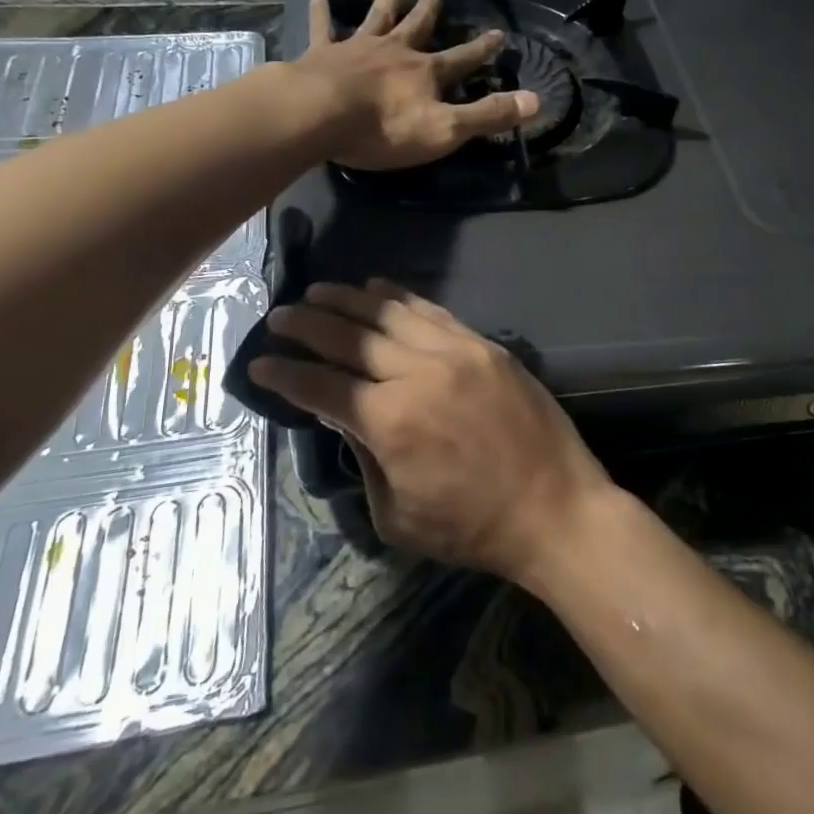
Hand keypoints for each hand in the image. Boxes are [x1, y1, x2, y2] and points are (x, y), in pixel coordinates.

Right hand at [250, 280, 616, 578]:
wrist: (554, 507)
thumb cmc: (471, 526)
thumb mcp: (396, 515)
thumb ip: (363, 457)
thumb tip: (342, 414)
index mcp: (390, 423)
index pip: (322, 386)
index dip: (285, 374)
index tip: (259, 362)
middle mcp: (418, 373)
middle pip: (350, 337)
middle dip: (307, 325)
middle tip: (279, 316)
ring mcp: (455, 351)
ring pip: (389, 313)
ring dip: (348, 299)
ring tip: (318, 291)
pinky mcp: (483, 344)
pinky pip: (432, 310)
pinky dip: (399, 296)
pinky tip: (376, 287)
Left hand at [293, 0, 539, 170]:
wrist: (319, 115)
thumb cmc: (384, 128)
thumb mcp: (445, 129)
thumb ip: (488, 115)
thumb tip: (536, 100)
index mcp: (425, 72)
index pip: (462, 58)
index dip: (482, 48)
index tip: (499, 33)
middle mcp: (395, 51)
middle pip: (418, 25)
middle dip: (430, 8)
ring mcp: (357, 48)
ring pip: (378, 16)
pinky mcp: (322, 53)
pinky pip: (323, 29)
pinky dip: (322, 13)